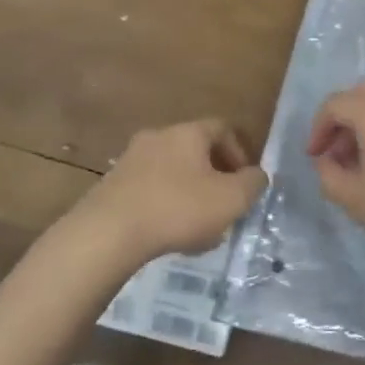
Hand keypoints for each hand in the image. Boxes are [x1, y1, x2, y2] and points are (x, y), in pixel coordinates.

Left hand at [83, 119, 266, 265]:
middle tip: (224, 206)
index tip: (245, 181)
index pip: (223, 128)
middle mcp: (158, 137)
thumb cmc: (178, 208)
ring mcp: (130, 160)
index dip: (240, 152)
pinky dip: (165, 206)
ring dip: (190, 193)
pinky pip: (149, 190)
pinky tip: (169, 235)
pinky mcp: (111, 186)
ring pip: (172, 172)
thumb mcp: (231, 199)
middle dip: (215, 177)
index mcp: (188, 133)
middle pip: (196, 150)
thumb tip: (257, 176)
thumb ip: (253, 184)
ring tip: (198, 229)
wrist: (107, 233)